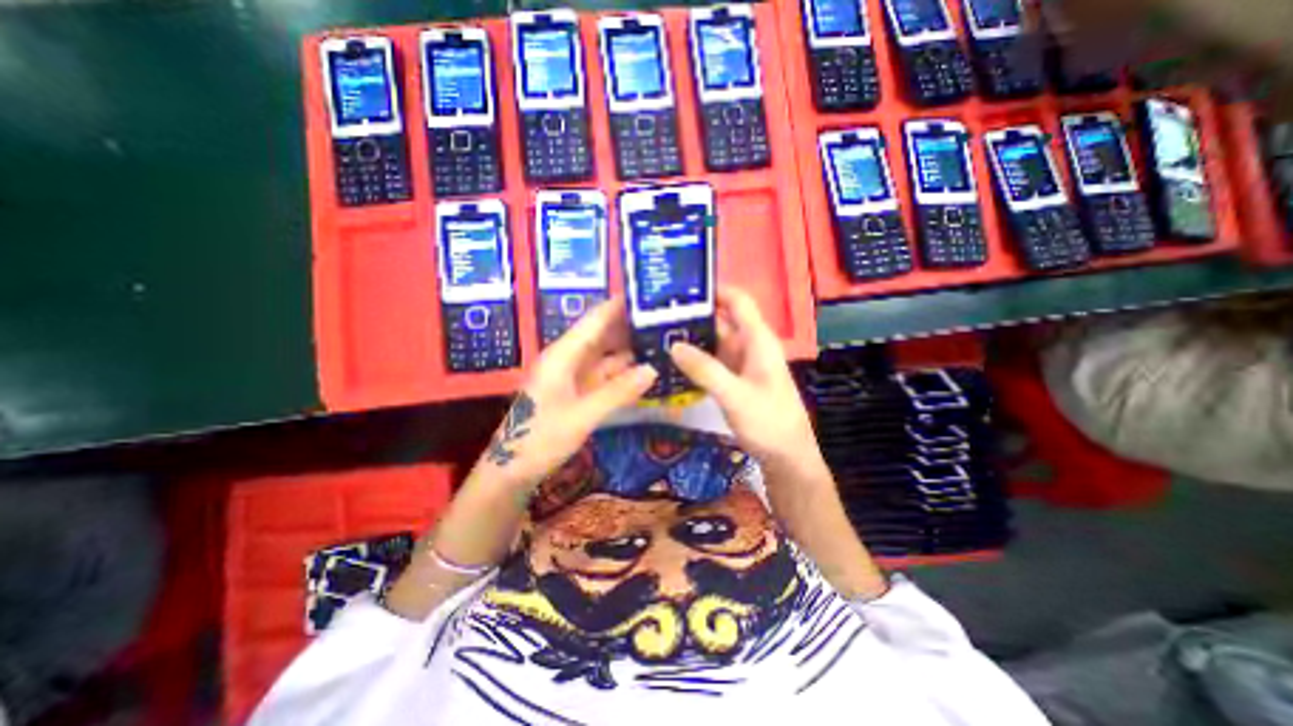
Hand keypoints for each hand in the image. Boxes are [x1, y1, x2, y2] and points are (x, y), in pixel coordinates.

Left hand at [475, 298, 657, 489]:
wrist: (512, 471)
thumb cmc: (540, 440)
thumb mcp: (582, 416)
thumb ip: (618, 392)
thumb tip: (653, 369)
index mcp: (563, 355)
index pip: (596, 320)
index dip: (620, 305)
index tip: (648, 296)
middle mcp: (568, 359)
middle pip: (603, 334)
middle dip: (630, 327)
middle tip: (665, 322)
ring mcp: (573, 376)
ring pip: (606, 356)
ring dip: (630, 350)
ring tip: (662, 344)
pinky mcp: (577, 392)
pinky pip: (604, 376)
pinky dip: (623, 373)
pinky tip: (645, 372)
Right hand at [668, 288, 815, 467]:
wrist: (786, 457)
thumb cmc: (768, 422)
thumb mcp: (735, 395)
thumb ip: (705, 369)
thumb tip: (673, 345)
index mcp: (757, 340)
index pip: (738, 301)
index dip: (715, 290)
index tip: (682, 290)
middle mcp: (749, 345)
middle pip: (721, 320)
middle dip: (693, 316)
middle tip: (657, 315)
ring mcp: (741, 363)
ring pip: (714, 342)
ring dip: (690, 338)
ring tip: (657, 335)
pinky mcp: (734, 379)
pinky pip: (711, 361)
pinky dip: (694, 359)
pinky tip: (672, 361)